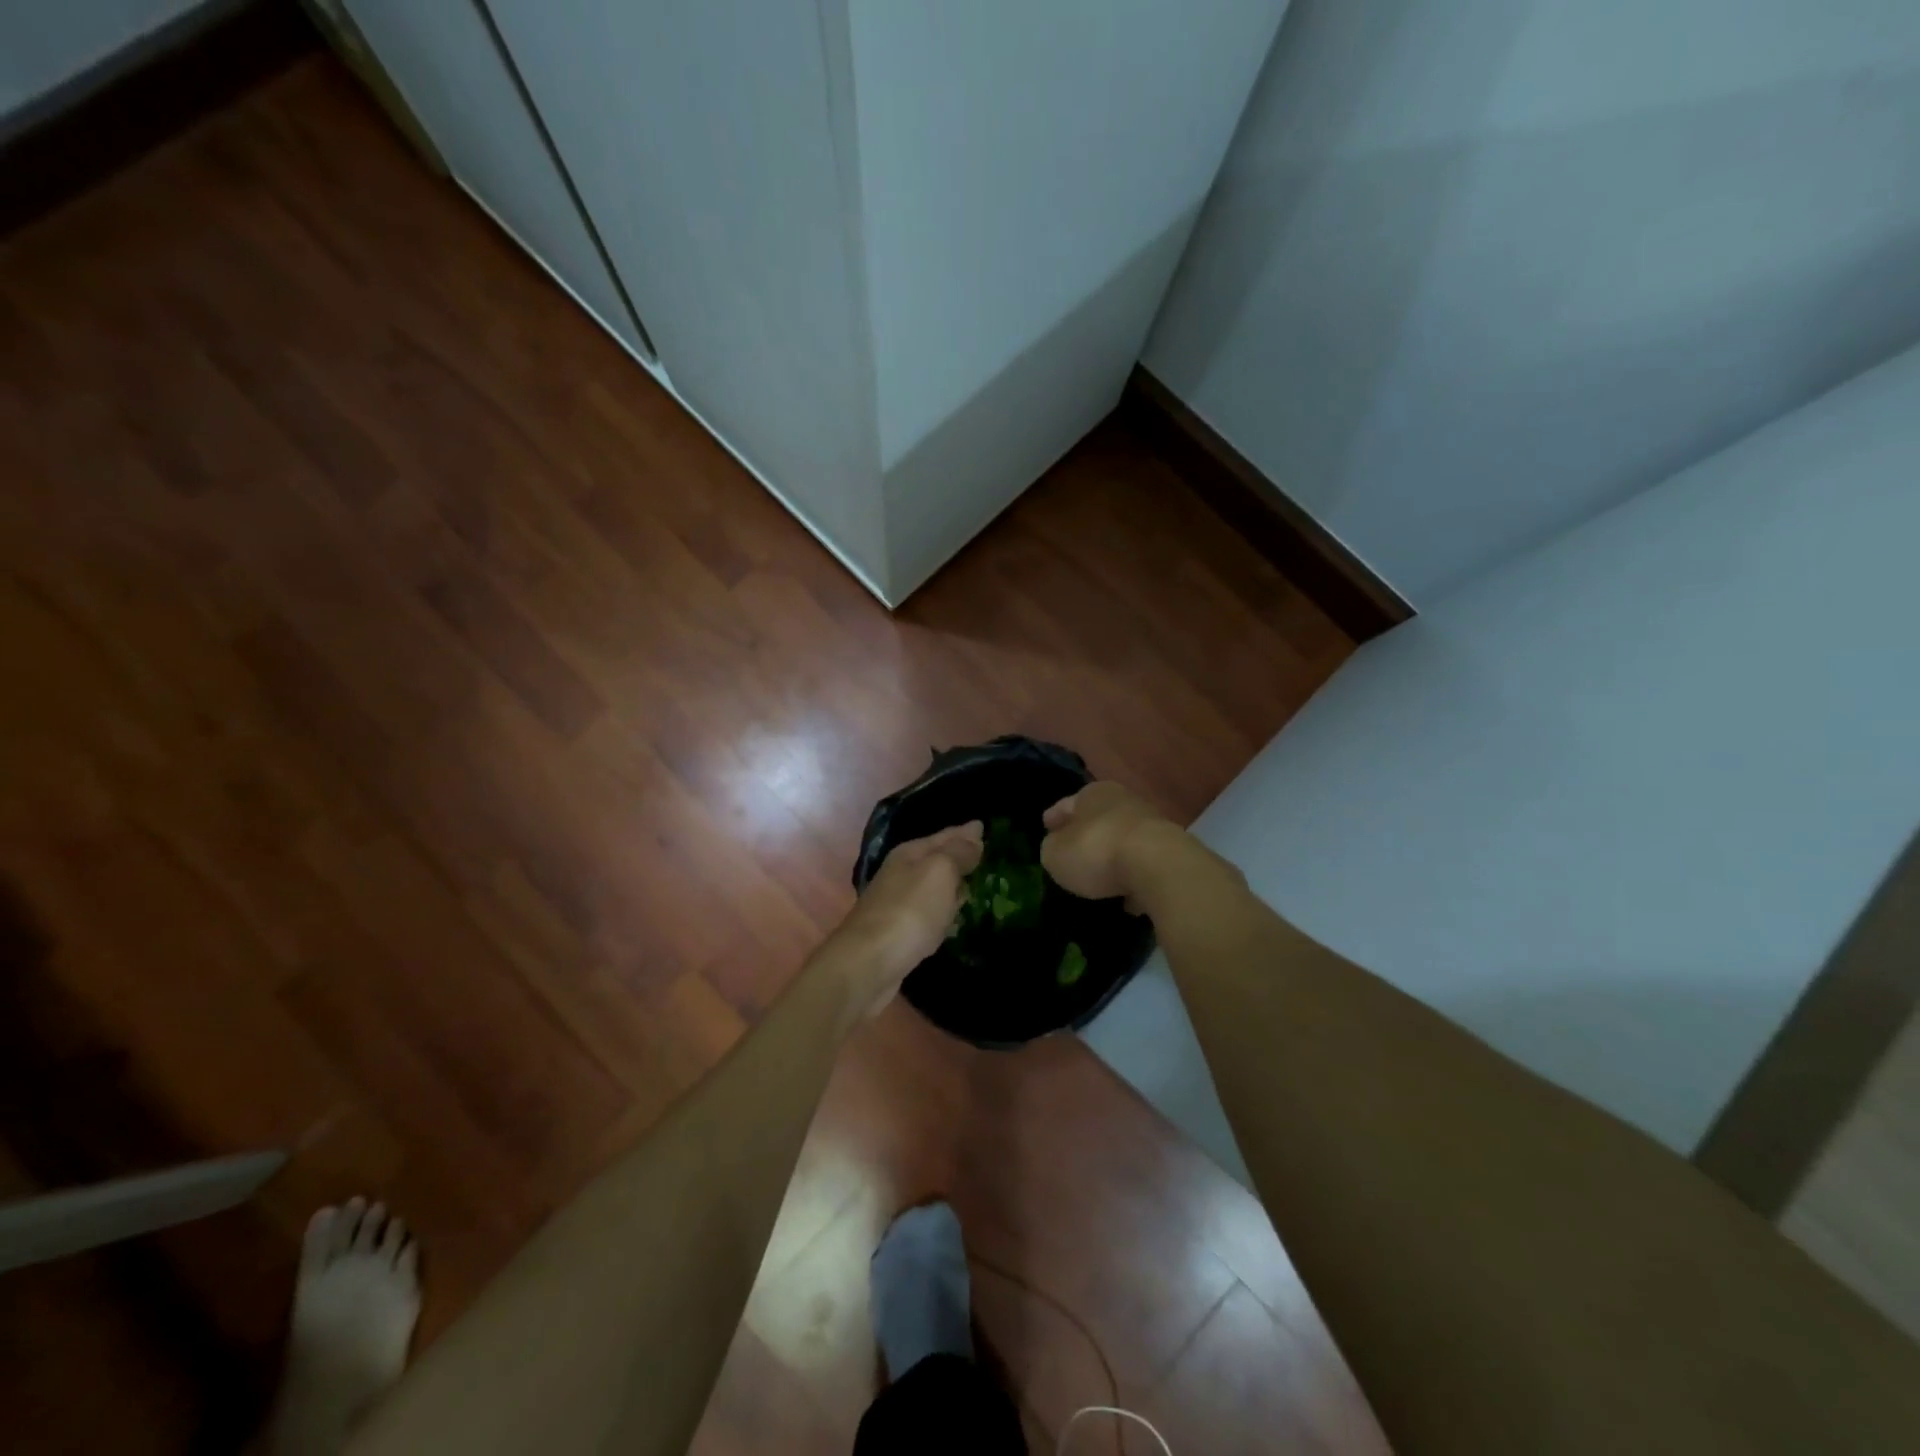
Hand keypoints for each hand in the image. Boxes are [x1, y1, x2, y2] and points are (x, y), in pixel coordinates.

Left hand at [832, 822, 983, 1017]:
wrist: (868, 963)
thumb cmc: (909, 911)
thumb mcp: (939, 872)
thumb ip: (958, 853)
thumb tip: (974, 834)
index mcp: (910, 854)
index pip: (945, 836)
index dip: (965, 832)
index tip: (983, 826)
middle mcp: (902, 874)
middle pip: (937, 860)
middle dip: (958, 856)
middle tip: (984, 854)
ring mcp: (899, 904)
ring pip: (934, 888)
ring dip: (952, 886)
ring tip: (975, 884)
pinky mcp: (901, 933)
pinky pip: (930, 914)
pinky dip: (943, 913)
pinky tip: (953, 919)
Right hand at [1040, 782, 1174, 909]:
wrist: (1159, 866)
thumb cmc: (1096, 850)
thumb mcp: (1054, 854)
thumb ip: (1051, 849)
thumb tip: (1058, 848)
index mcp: (1092, 793)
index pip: (1066, 805)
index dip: (1054, 818)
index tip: (1046, 826)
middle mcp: (1123, 801)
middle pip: (1097, 819)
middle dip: (1085, 834)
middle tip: (1072, 851)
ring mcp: (1151, 825)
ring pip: (1122, 841)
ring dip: (1112, 856)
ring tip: (1100, 878)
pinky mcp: (1171, 852)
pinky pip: (1143, 865)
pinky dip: (1134, 877)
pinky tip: (1127, 897)